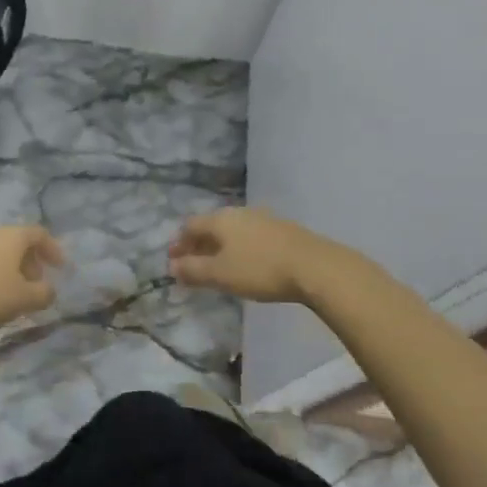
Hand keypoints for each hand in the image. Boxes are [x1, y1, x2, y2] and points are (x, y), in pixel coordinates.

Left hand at [0, 225, 64, 335]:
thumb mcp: (22, 300)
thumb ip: (42, 294)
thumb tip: (50, 290)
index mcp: (12, 235)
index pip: (39, 234)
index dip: (53, 249)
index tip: (60, 268)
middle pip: (15, 241)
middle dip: (28, 261)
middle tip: (34, 283)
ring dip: (5, 268)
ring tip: (8, 292)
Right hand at [168, 207, 332, 304]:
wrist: (314, 266)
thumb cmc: (259, 269)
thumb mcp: (221, 274)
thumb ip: (193, 270)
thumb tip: (172, 266)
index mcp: (220, 219)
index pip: (190, 225)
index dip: (178, 243)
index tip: (172, 260)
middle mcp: (239, 212)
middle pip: (211, 226)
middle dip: (198, 245)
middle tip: (191, 265)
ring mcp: (263, 219)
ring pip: (232, 231)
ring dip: (219, 247)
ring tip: (217, 267)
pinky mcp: (281, 230)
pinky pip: (249, 237)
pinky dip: (238, 248)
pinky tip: (244, 263)